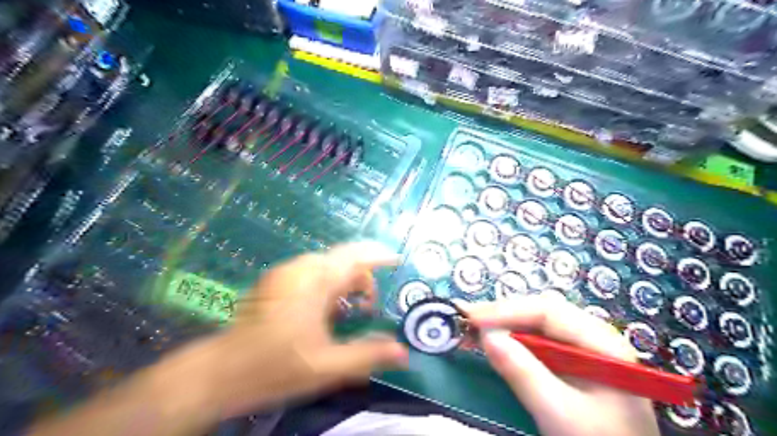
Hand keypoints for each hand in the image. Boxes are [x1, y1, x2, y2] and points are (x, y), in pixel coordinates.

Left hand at [197, 243, 407, 415]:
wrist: (219, 372)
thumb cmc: (275, 367)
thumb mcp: (327, 366)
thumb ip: (368, 356)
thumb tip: (404, 353)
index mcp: (315, 281)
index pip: (356, 256)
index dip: (380, 256)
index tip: (398, 261)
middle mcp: (301, 268)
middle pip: (344, 259)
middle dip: (363, 278)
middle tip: (370, 307)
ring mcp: (286, 272)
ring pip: (328, 265)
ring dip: (345, 282)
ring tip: (350, 311)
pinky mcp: (276, 280)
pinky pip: (312, 271)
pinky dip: (328, 284)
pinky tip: (326, 310)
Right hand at [460, 292, 661, 435]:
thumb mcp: (559, 413)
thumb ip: (523, 373)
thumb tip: (485, 335)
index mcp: (602, 342)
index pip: (548, 311)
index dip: (507, 310)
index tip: (471, 318)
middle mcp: (593, 335)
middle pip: (541, 312)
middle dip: (503, 314)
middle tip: (467, 319)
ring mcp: (583, 347)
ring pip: (537, 324)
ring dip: (505, 324)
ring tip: (474, 327)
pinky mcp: (572, 361)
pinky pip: (538, 340)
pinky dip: (513, 339)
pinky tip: (497, 342)